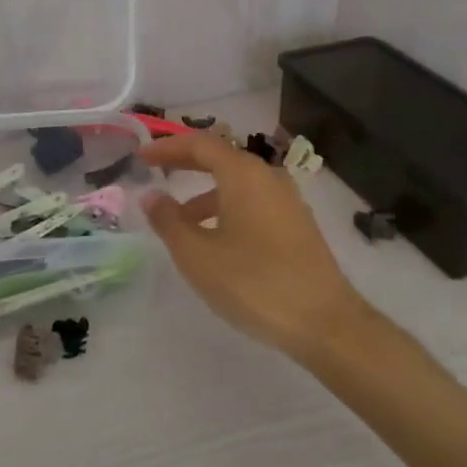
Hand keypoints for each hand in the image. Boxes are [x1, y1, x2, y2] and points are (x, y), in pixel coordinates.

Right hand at [140, 133, 370, 359]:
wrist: (325, 322)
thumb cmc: (253, 283)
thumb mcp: (198, 255)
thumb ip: (169, 221)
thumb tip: (151, 195)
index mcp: (243, 174)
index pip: (199, 144)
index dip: (167, 147)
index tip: (140, 156)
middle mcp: (268, 177)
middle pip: (221, 158)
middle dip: (186, 163)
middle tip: (156, 172)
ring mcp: (288, 200)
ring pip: (238, 183)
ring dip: (206, 192)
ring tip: (180, 220)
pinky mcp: (298, 224)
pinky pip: (254, 202)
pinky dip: (228, 208)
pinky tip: (217, 240)